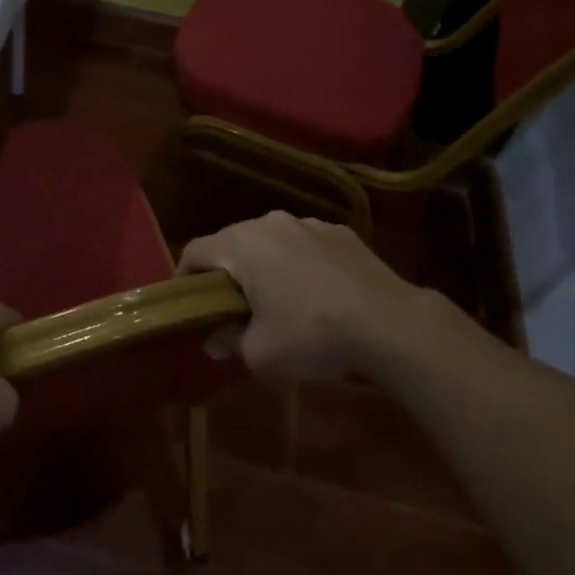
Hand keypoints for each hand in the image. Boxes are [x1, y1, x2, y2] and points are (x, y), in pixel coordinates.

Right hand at [178, 211, 445, 380]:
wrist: (389, 323)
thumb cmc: (311, 333)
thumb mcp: (260, 352)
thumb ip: (229, 342)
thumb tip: (214, 341)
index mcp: (241, 244)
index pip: (195, 251)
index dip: (185, 278)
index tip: (190, 305)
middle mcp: (270, 222)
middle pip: (232, 242)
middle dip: (227, 272)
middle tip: (231, 307)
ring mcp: (309, 223)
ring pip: (271, 241)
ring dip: (265, 265)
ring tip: (277, 299)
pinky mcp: (342, 232)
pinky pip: (305, 245)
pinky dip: (300, 264)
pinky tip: (317, 294)